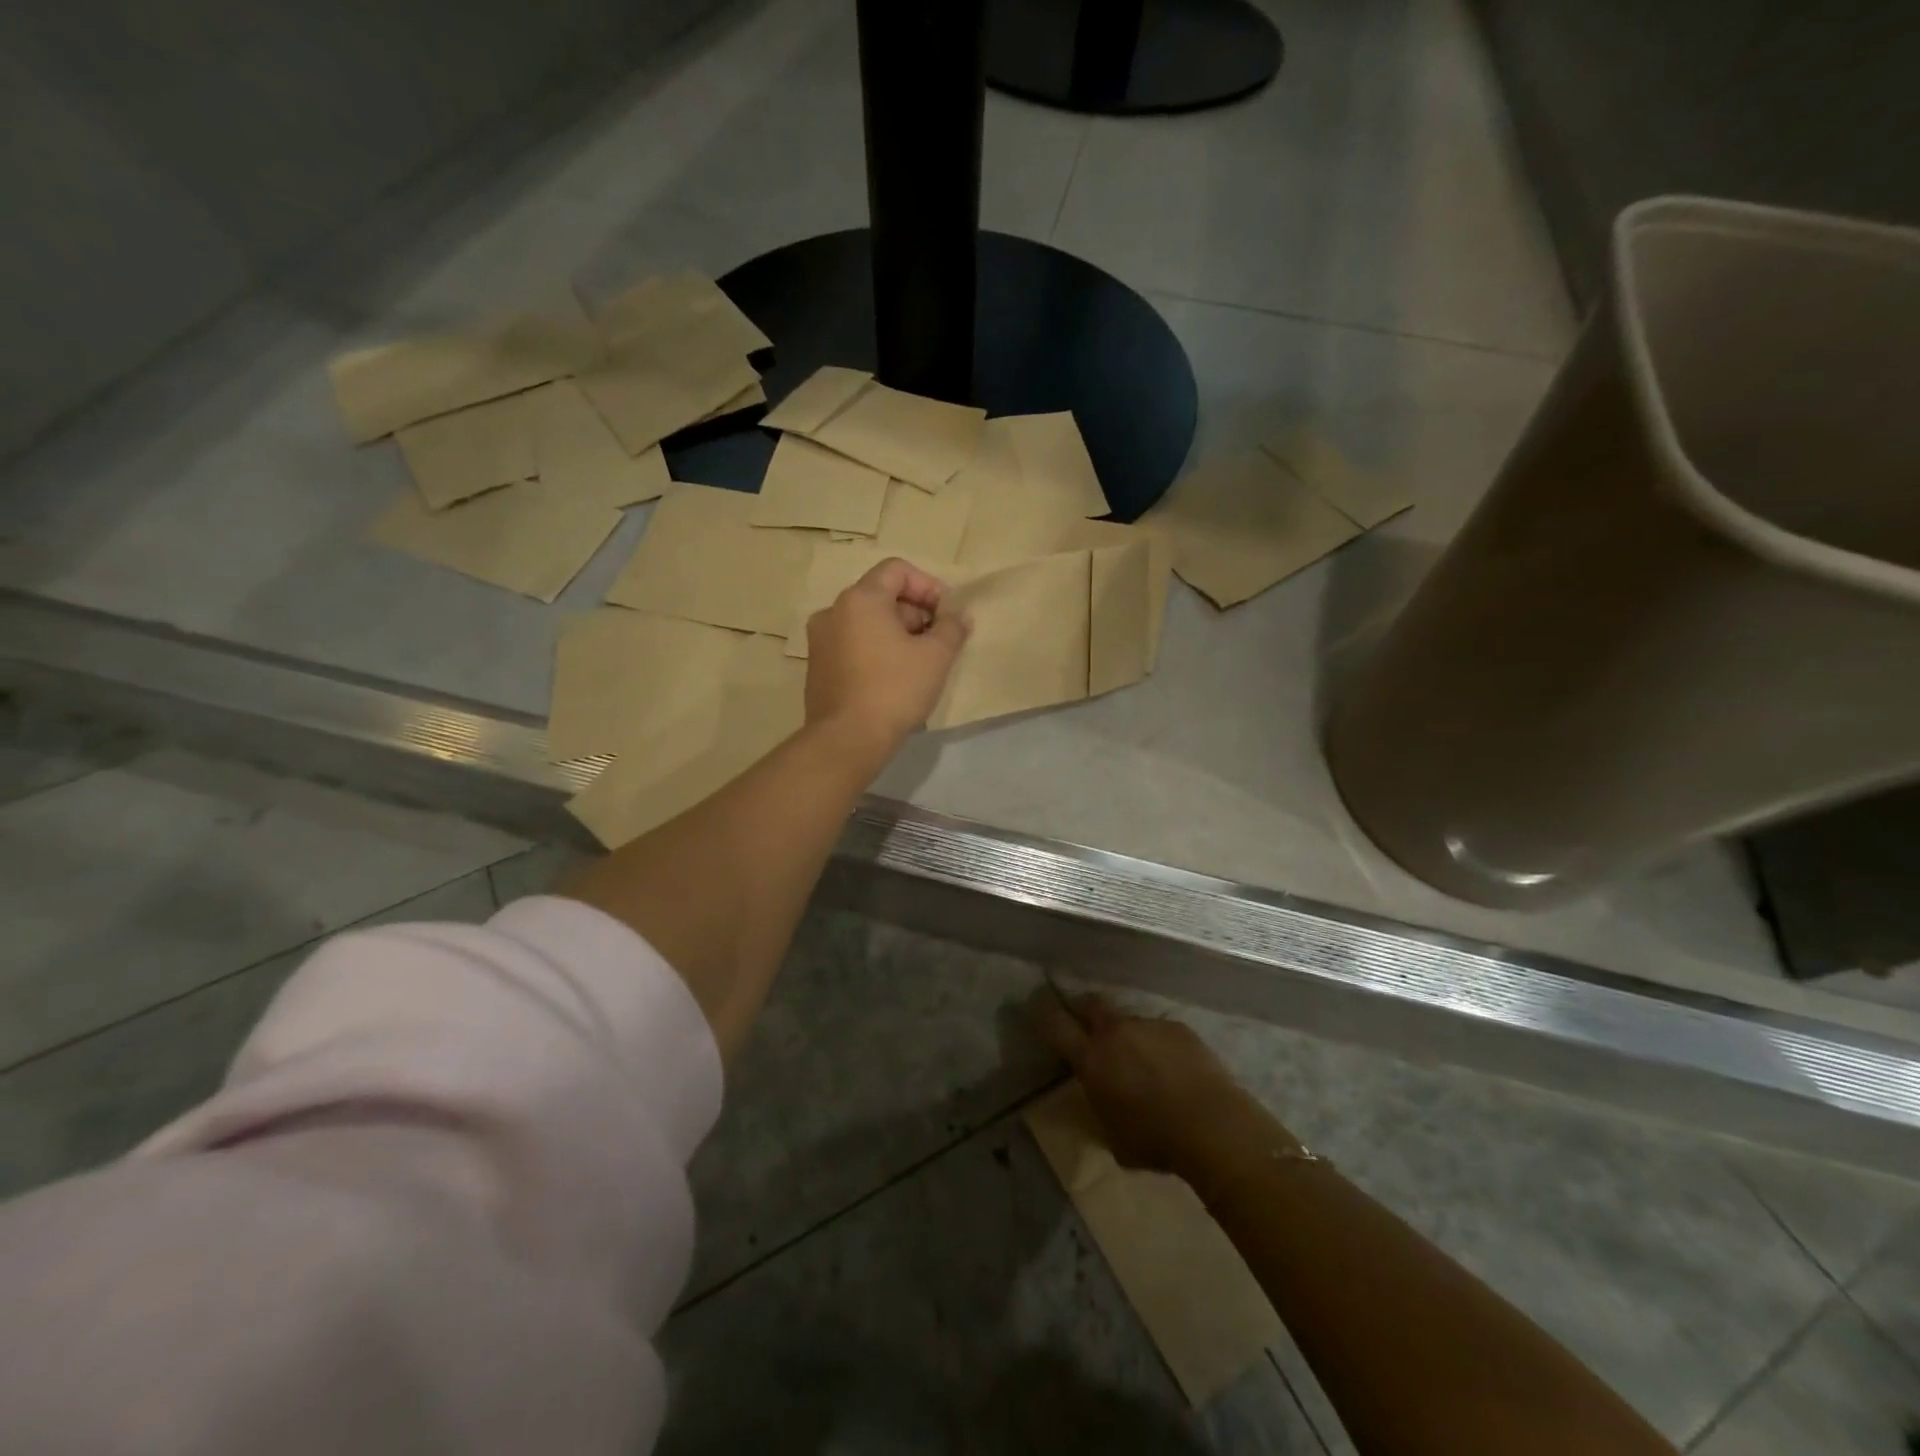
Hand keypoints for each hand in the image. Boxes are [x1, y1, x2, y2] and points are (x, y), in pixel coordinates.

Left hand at [805, 558, 969, 753]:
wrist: (847, 740)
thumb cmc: (894, 689)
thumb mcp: (936, 656)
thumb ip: (952, 627)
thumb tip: (958, 615)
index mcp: (860, 599)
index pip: (897, 570)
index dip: (929, 586)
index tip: (947, 614)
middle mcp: (833, 611)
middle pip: (882, 595)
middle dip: (916, 612)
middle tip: (939, 640)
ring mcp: (820, 640)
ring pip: (867, 622)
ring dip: (898, 633)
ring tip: (921, 662)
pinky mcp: (818, 667)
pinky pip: (853, 645)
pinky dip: (877, 650)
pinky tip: (895, 678)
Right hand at [1035, 992, 1290, 1179]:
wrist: (1214, 1126)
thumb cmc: (1156, 1141)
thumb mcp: (1112, 1136)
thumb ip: (1099, 1107)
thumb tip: (1098, 1098)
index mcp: (1092, 1058)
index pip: (1055, 1024)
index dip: (1041, 1013)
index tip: (1034, 1005)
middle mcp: (1115, 1032)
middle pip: (1090, 1003)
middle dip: (1083, 1009)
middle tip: (1084, 1023)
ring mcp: (1148, 1025)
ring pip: (1127, 1020)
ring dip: (1126, 1034)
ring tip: (1141, 1061)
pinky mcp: (1178, 1028)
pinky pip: (1158, 1031)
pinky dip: (1157, 1044)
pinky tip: (1172, 1068)